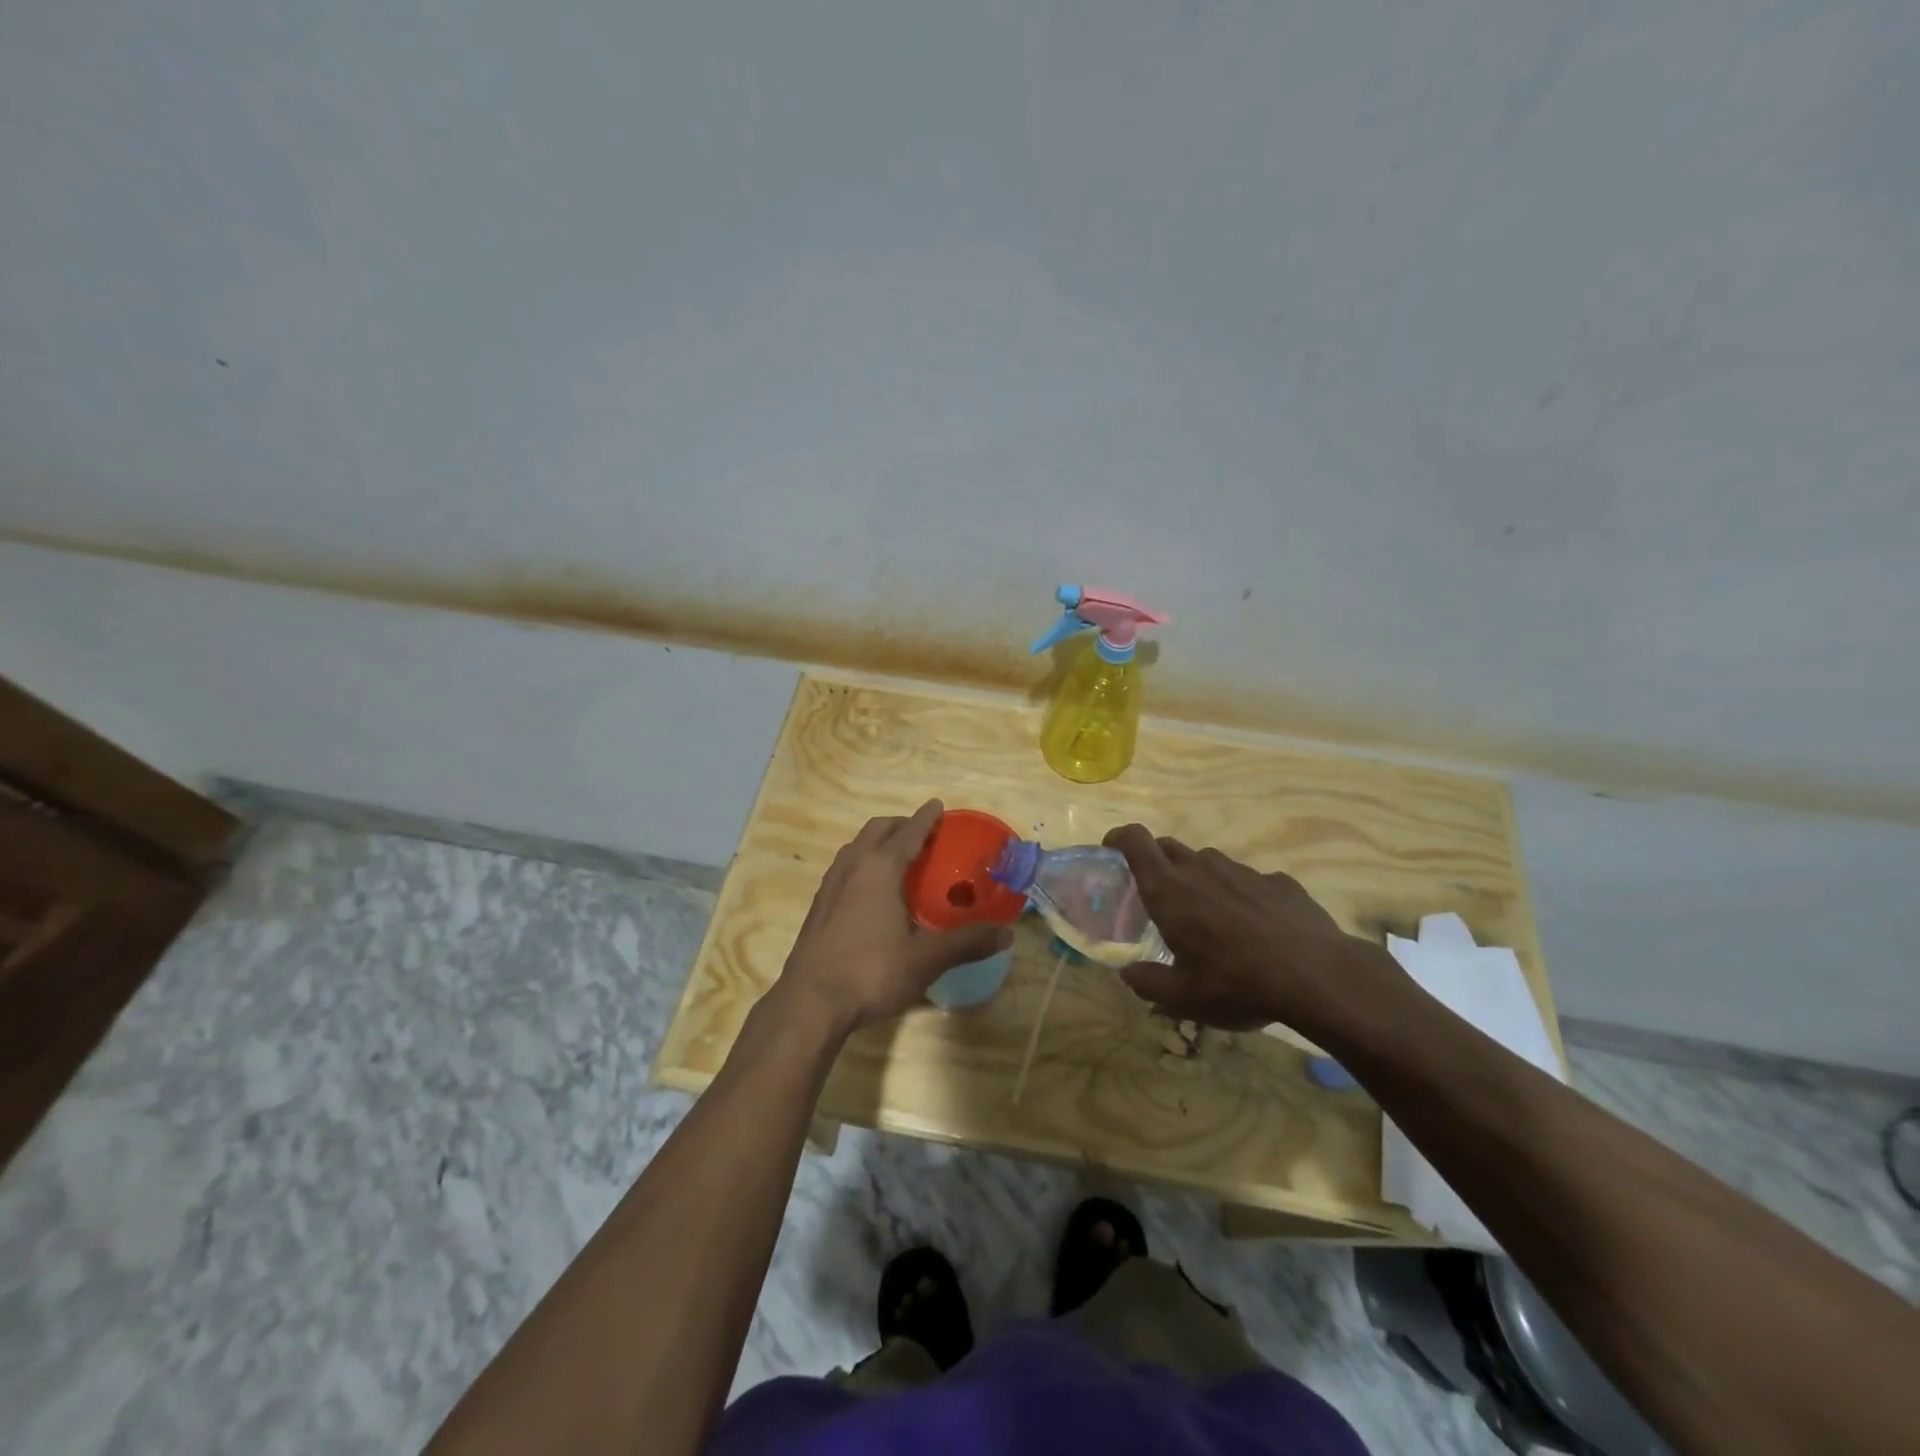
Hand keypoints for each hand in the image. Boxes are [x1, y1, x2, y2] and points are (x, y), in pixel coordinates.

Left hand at [775, 801, 1012, 1036]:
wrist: (809, 1003)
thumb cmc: (870, 972)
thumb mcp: (925, 959)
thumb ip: (966, 943)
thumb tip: (1006, 934)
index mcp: (879, 868)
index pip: (908, 832)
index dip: (926, 818)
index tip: (938, 806)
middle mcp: (852, 866)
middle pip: (877, 830)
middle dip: (901, 825)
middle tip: (924, 833)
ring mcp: (830, 885)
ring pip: (857, 847)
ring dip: (879, 842)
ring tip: (900, 858)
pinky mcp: (819, 906)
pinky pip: (846, 868)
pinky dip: (864, 863)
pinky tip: (874, 892)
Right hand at [1102, 824, 1381, 1033]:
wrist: (1317, 977)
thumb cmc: (1236, 983)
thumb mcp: (1183, 997)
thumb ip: (1147, 983)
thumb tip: (1128, 975)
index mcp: (1169, 890)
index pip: (1134, 840)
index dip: (1118, 837)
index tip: (1110, 850)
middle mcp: (1201, 869)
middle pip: (1166, 846)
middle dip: (1153, 861)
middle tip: (1154, 894)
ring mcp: (1242, 871)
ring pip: (1206, 861)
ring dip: (1196, 878)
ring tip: (1206, 915)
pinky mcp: (1277, 880)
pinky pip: (1246, 879)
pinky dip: (1237, 894)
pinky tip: (1252, 926)